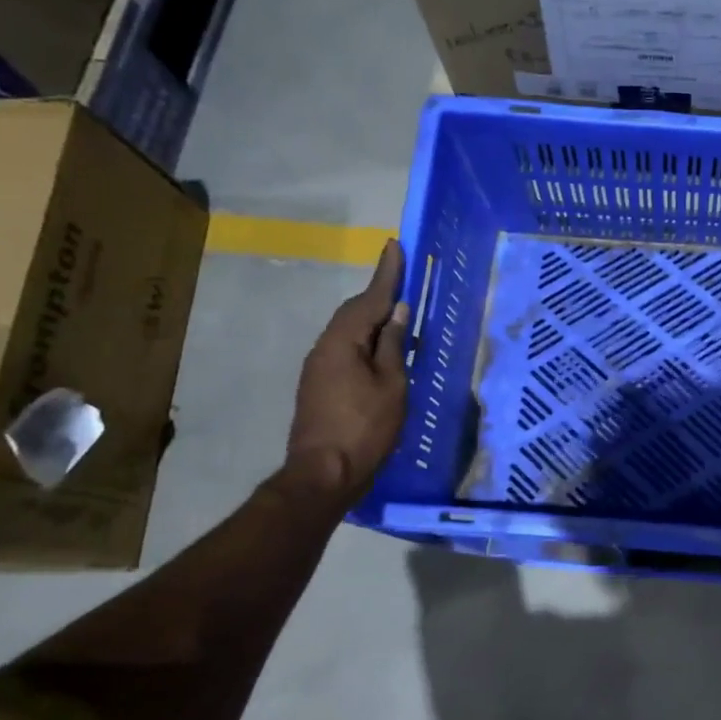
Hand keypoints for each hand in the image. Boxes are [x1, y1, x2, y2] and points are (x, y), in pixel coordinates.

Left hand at [281, 239, 409, 513]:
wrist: (323, 474)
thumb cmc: (365, 427)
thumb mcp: (391, 385)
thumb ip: (393, 345)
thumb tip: (397, 311)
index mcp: (343, 342)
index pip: (370, 298)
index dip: (386, 273)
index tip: (396, 245)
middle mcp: (325, 347)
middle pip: (355, 312)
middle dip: (378, 294)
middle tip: (402, 278)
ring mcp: (318, 368)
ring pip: (349, 332)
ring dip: (372, 320)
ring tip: (398, 315)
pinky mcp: (319, 386)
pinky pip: (346, 350)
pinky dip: (366, 342)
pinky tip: (383, 351)